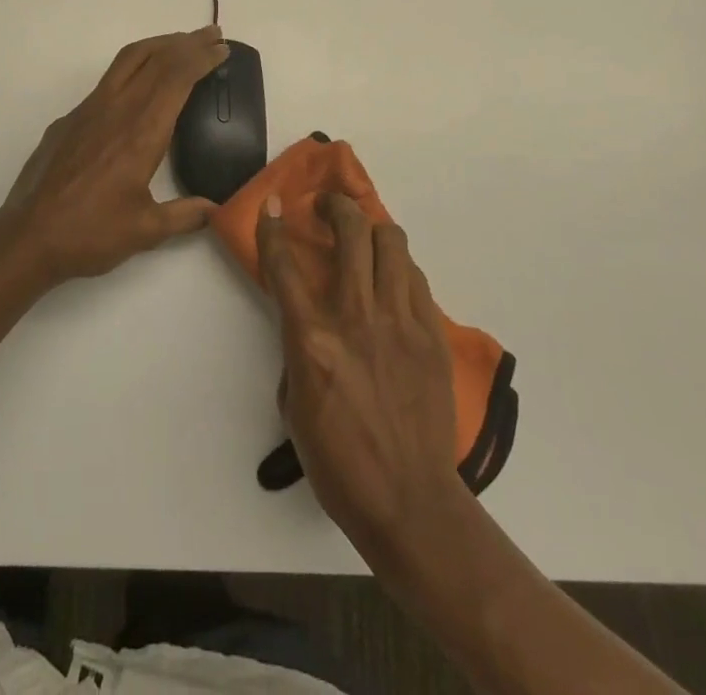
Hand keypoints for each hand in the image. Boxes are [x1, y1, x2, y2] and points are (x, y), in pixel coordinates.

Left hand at [0, 27, 229, 284]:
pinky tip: (139, 86)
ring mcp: (89, 109)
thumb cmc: (90, 233)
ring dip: (158, 45)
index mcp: (142, 131)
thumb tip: (215, 208)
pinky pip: (108, 80)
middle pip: (156, 58)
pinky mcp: (70, 118)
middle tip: (212, 34)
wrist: (27, 235)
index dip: (202, 57)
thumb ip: (185, 215)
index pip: (177, 78)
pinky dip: (133, 67)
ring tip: (180, 43)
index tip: (222, 49)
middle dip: (187, 42)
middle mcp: (116, 109)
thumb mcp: (146, 230)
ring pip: (128, 60)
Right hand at [259, 193, 468, 556]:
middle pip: (350, 232)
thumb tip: (308, 323)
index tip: (273, 204)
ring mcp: (400, 322)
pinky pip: (415, 278)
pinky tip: (391, 279)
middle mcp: (356, 318)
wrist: (410, 501)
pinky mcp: (432, 334)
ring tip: (363, 234)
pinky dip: (399, 267)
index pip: (285, 266)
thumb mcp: (294, 405)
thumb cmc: (339, 463)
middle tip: (327, 207)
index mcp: (312, 340)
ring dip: (372, 228)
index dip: (274, 227)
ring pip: (391, 243)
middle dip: (335, 206)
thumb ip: (297, 351)